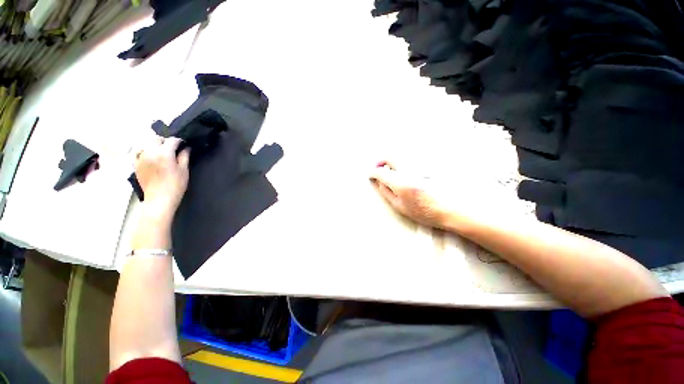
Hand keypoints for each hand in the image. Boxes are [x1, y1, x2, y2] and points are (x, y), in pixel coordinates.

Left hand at [135, 137, 189, 219]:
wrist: (159, 199)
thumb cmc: (175, 185)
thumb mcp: (184, 170)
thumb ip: (184, 157)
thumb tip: (186, 148)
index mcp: (164, 153)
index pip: (172, 140)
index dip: (179, 141)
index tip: (184, 144)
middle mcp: (150, 152)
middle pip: (156, 139)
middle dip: (165, 141)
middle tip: (173, 148)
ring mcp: (141, 158)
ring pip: (147, 144)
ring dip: (155, 146)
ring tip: (162, 153)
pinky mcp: (136, 164)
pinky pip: (138, 152)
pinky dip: (144, 151)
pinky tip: (149, 156)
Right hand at [369, 161, 508, 231]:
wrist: (452, 208)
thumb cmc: (425, 212)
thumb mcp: (401, 207)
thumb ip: (387, 192)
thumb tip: (378, 182)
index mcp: (400, 182)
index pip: (380, 172)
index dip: (372, 172)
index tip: (370, 175)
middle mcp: (408, 170)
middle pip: (390, 157)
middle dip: (380, 161)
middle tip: (378, 168)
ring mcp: (418, 166)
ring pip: (400, 157)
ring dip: (391, 162)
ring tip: (389, 171)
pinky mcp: (425, 165)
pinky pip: (409, 160)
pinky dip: (402, 164)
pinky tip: (403, 173)